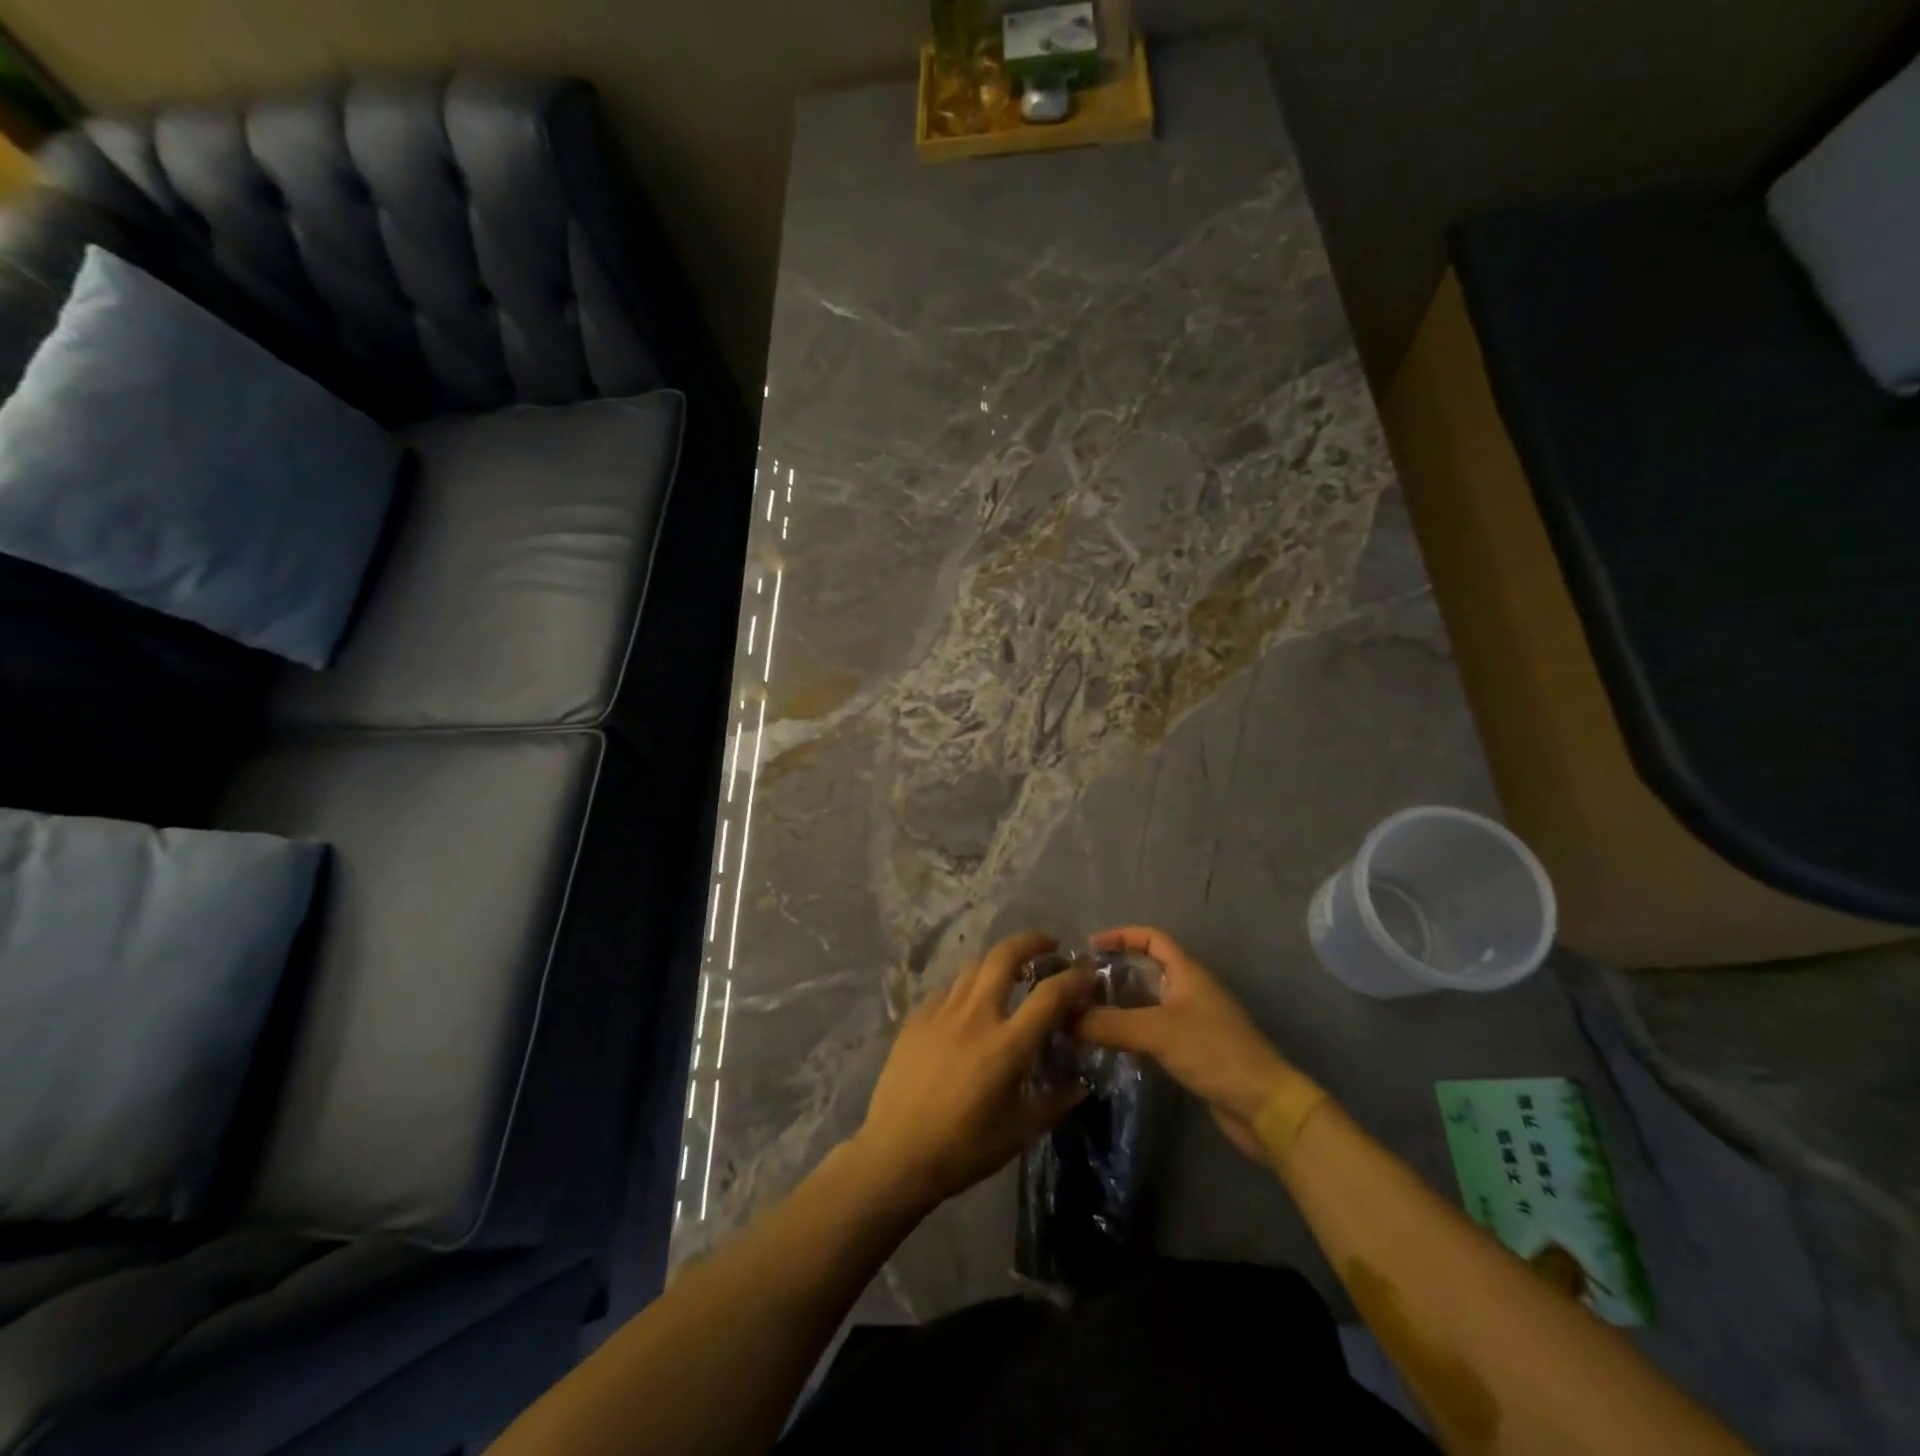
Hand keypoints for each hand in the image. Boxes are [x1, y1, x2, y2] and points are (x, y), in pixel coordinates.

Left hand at [851, 932, 1095, 1214]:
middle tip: (1048, 946)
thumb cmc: (964, 1148)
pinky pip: (948, 989)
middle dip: (1031, 942)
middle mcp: (976, 1016)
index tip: (1087, 972)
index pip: (1049, 995)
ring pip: (973, 967)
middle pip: (1005, 957)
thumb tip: (1080, 1085)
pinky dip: (967, 987)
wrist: (896, 1153)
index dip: (1073, 979)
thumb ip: (1055, 1102)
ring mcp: (941, 1012)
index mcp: (1007, 1044)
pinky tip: (968, 1004)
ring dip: (997, 962)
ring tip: (1010, 972)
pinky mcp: (916, 1018)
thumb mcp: (1020, 1132)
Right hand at [1074, 926, 1300, 1162]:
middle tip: (1078, 986)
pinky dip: (1131, 1032)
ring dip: (1119, 1005)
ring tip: (1084, 1014)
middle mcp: (1189, 990)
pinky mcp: (1192, 1050)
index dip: (1121, 936)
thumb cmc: (1213, 1052)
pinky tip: (1110, 1045)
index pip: (1151, 938)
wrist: (1263, 1106)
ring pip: (1148, 1003)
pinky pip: (1154, 1031)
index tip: (1090, 946)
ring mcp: (1192, 1021)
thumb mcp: (1156, 1031)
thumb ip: (1108, 1024)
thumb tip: (1063, 1018)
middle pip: (1146, 970)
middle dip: (1113, 973)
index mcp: (1186, 972)